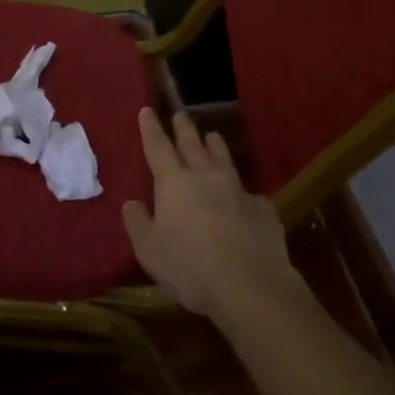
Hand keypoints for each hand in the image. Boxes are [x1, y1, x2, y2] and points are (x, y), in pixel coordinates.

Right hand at [122, 108, 303, 320]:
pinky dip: (242, 189)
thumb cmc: (190, 266)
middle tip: (180, 114)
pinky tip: (245, 195)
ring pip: (223, 159)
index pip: (158, 147)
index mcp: (174, 183)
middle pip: (192, 144)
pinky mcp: (262, 209)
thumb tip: (131, 203)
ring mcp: (237, 190)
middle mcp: (206, 177)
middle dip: (184, 128)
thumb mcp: (149, 250)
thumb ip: (138, 223)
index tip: (147, 110)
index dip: (151, 128)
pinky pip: (249, 192)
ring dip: (215, 145)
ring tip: (212, 136)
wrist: (250, 284)